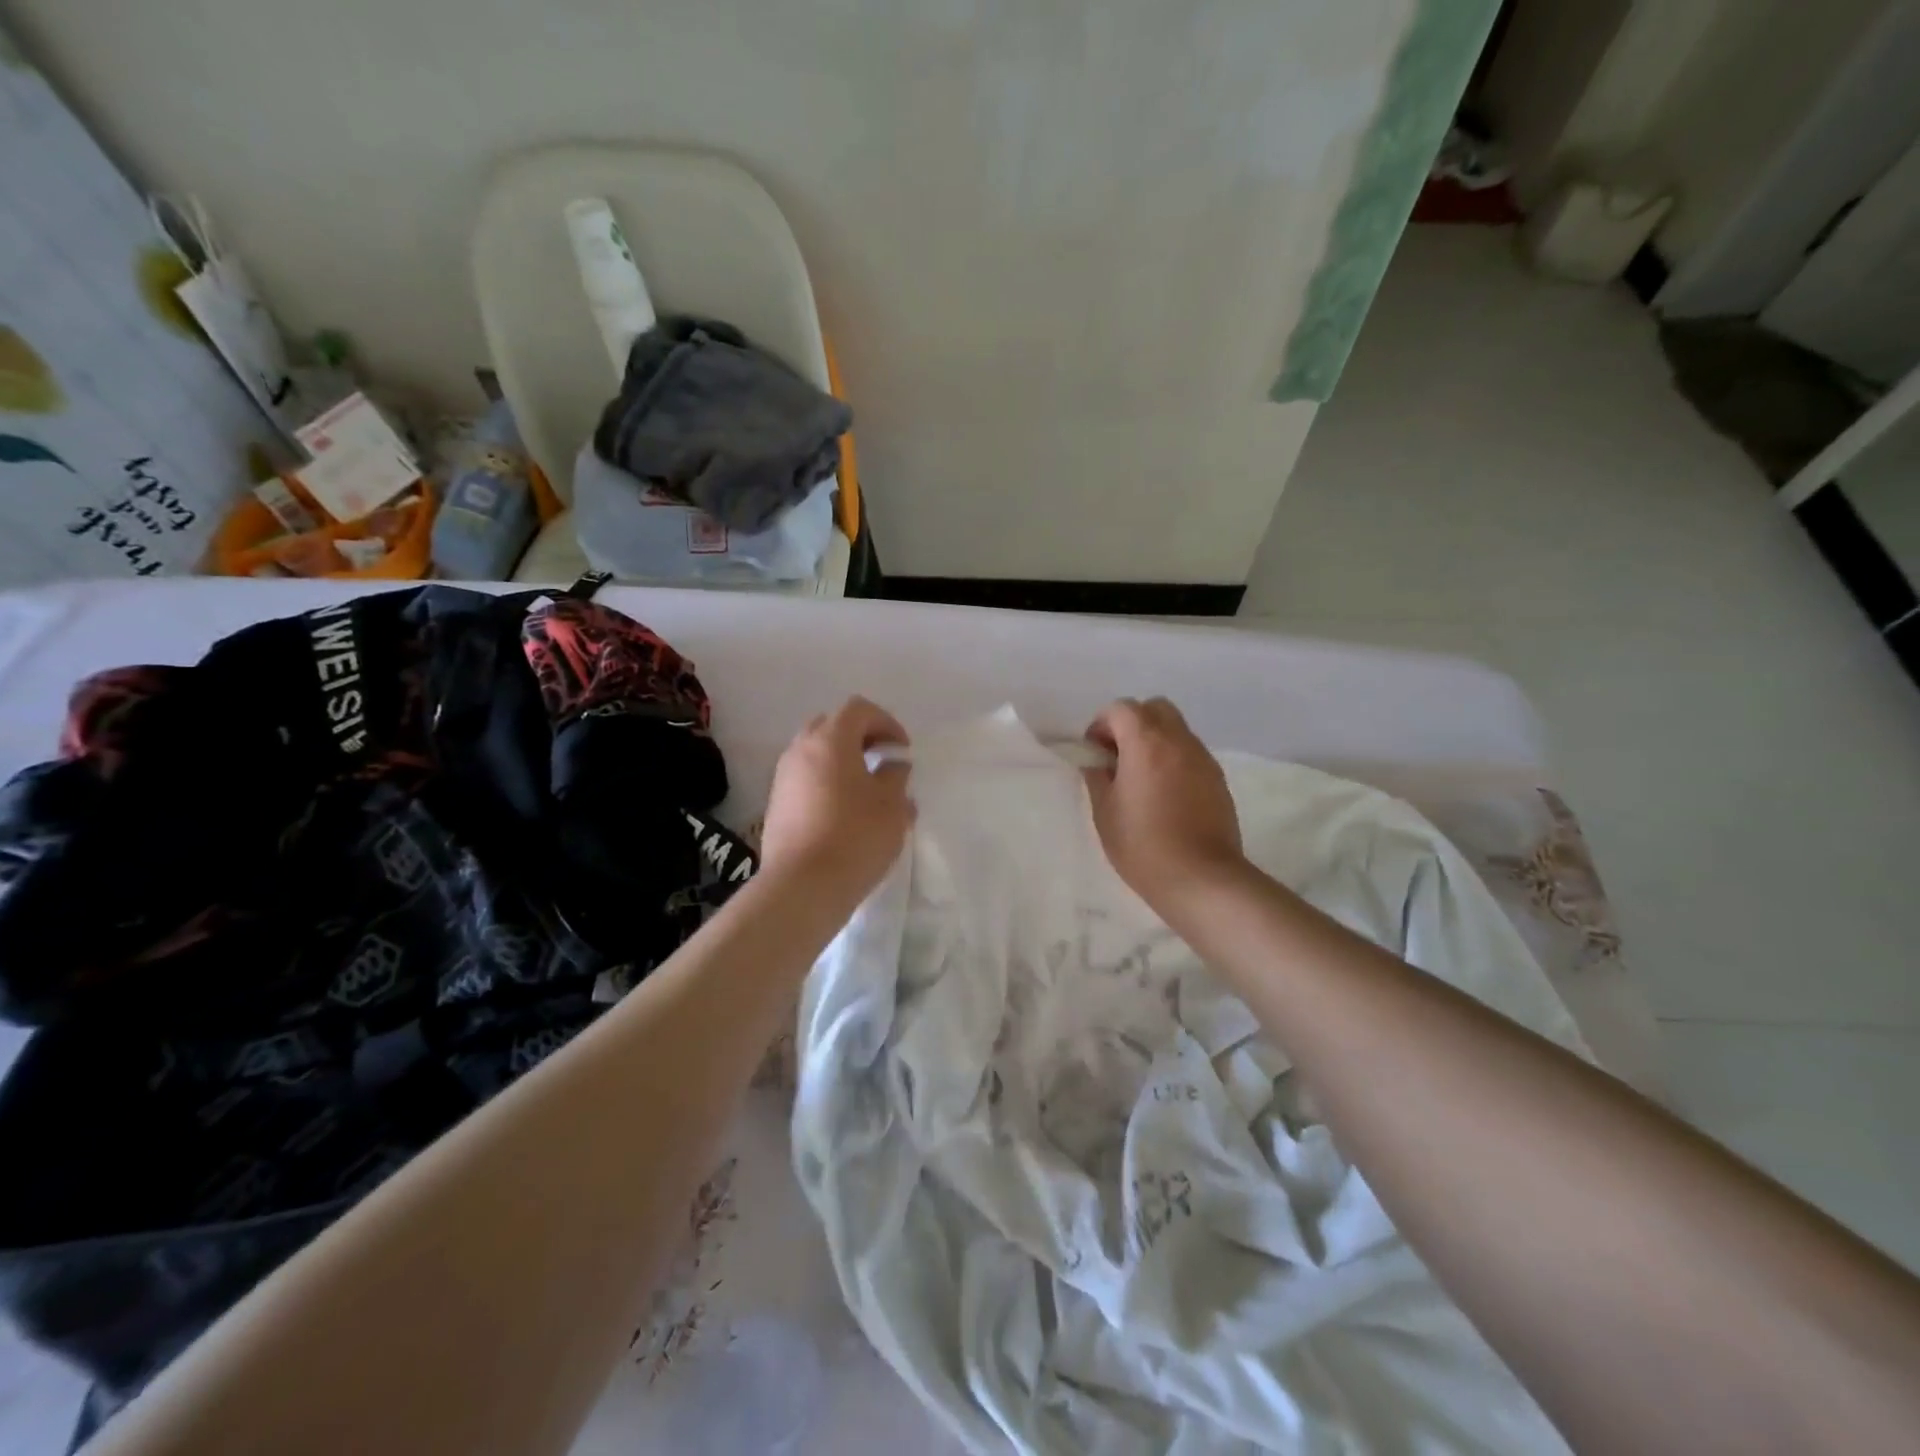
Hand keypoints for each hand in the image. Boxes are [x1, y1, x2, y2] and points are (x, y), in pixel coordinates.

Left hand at [761, 697, 914, 905]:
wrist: (802, 886)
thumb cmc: (855, 837)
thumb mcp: (892, 806)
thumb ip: (895, 777)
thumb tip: (892, 766)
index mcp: (830, 740)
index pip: (859, 709)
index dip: (886, 722)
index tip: (902, 750)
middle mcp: (800, 750)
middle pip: (832, 726)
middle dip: (860, 736)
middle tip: (882, 759)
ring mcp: (783, 777)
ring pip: (815, 753)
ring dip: (841, 760)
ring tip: (865, 788)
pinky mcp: (776, 804)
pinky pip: (805, 778)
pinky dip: (826, 781)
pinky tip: (844, 811)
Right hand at [1083, 697, 1243, 905]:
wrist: (1200, 878)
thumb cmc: (1142, 845)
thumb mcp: (1105, 812)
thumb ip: (1097, 777)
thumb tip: (1097, 762)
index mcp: (1145, 742)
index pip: (1121, 708)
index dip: (1102, 724)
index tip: (1095, 752)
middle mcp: (1178, 740)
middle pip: (1154, 708)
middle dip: (1133, 723)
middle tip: (1119, 757)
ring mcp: (1203, 758)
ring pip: (1176, 729)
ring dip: (1155, 741)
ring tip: (1142, 778)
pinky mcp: (1218, 779)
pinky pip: (1191, 753)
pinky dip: (1174, 760)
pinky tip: (1165, 794)